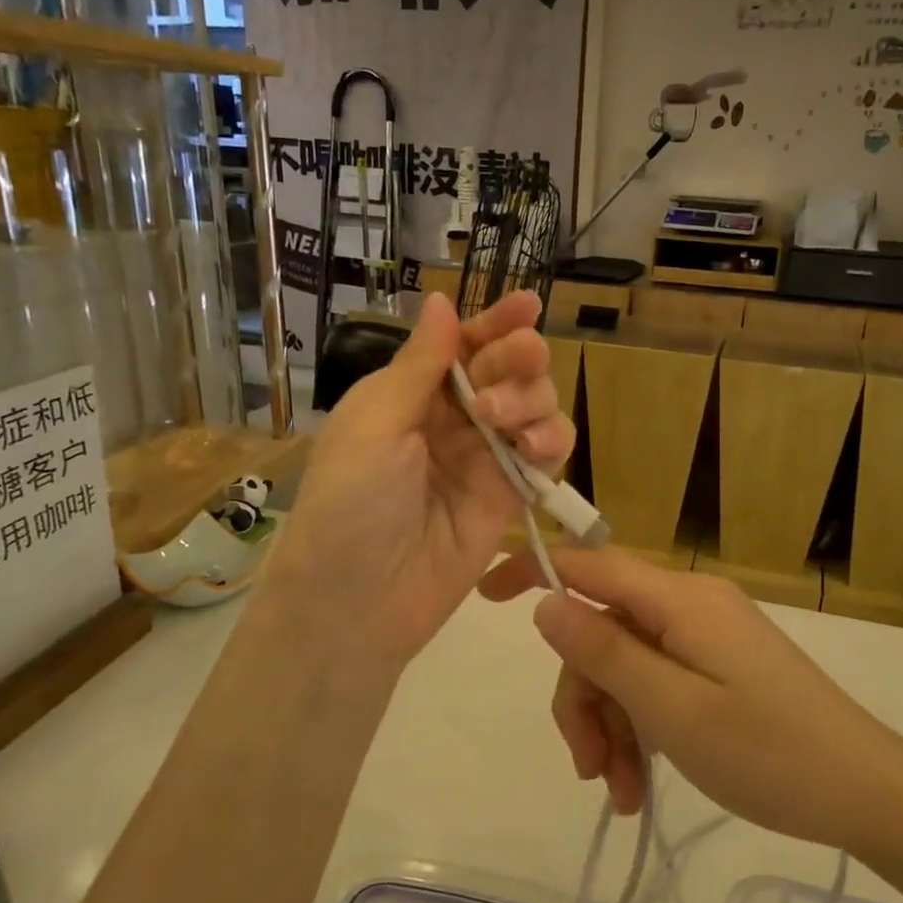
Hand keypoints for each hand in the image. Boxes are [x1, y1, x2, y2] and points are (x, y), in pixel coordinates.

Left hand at [252, 292, 574, 678]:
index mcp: (410, 393)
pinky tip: (535, 448)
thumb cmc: (350, 503)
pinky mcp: (511, 496)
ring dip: (533, 399)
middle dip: (518, 356)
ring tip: (505, 422)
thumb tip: (442, 300)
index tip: (528, 304)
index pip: (462, 345)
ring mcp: (485, 457)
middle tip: (518, 359)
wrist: (358, 602)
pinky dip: (552, 440)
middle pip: (506, 369)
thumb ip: (419, 365)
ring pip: (534, 406)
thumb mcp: (374, 424)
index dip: (495, 322)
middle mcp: (452, 419)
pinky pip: (547, 454)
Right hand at [481, 547, 886, 849]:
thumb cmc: (768, 752)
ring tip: (622, 792)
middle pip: (602, 629)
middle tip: (590, 768)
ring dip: (610, 723)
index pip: (589, 564)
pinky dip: (639, 724)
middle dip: (584, 695)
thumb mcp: (672, 709)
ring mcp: (703, 634)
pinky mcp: (716, 663)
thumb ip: (605, 652)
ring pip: (624, 662)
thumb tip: (547, 603)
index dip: (533, 570)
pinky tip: (640, 782)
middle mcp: (687, 603)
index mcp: (678, 599)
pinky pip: (656, 679)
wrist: (865, 791)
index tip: (484, 597)